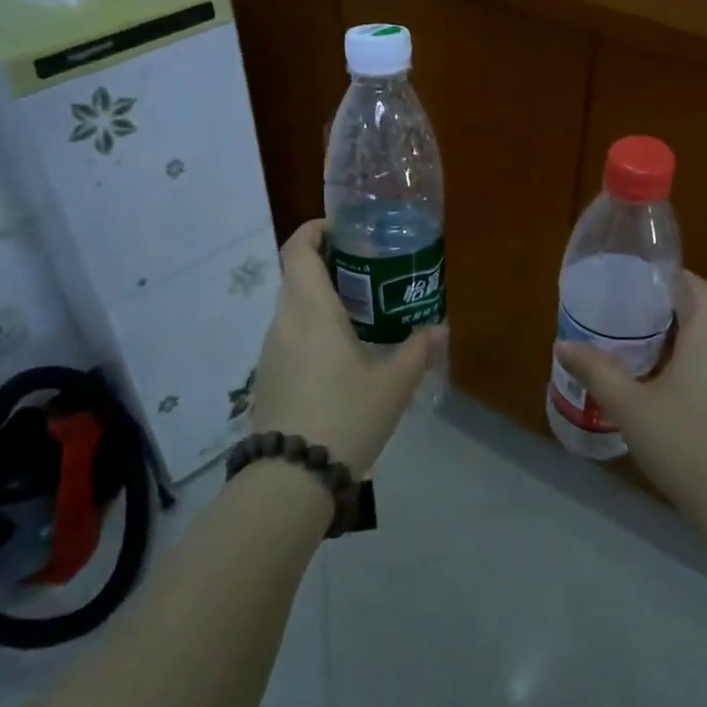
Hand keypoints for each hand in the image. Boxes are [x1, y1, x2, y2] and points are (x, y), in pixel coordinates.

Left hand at [249, 220, 441, 473]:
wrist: (291, 477)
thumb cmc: (345, 416)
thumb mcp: (392, 385)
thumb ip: (417, 351)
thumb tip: (439, 328)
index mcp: (311, 310)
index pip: (298, 248)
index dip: (315, 230)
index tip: (343, 230)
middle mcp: (284, 320)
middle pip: (295, 274)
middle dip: (326, 263)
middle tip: (366, 271)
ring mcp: (271, 349)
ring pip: (292, 306)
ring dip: (319, 298)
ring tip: (360, 313)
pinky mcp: (267, 375)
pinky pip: (289, 334)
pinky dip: (311, 327)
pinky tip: (340, 354)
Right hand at [555, 274, 706, 530]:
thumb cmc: (682, 443)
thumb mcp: (628, 406)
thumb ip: (595, 370)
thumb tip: (562, 344)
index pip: (694, 287)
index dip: (667, 276)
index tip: (634, 278)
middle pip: (698, 313)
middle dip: (661, 307)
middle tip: (621, 312)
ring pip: (705, 342)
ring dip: (672, 338)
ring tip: (632, 346)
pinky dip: (685, 362)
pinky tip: (657, 385)